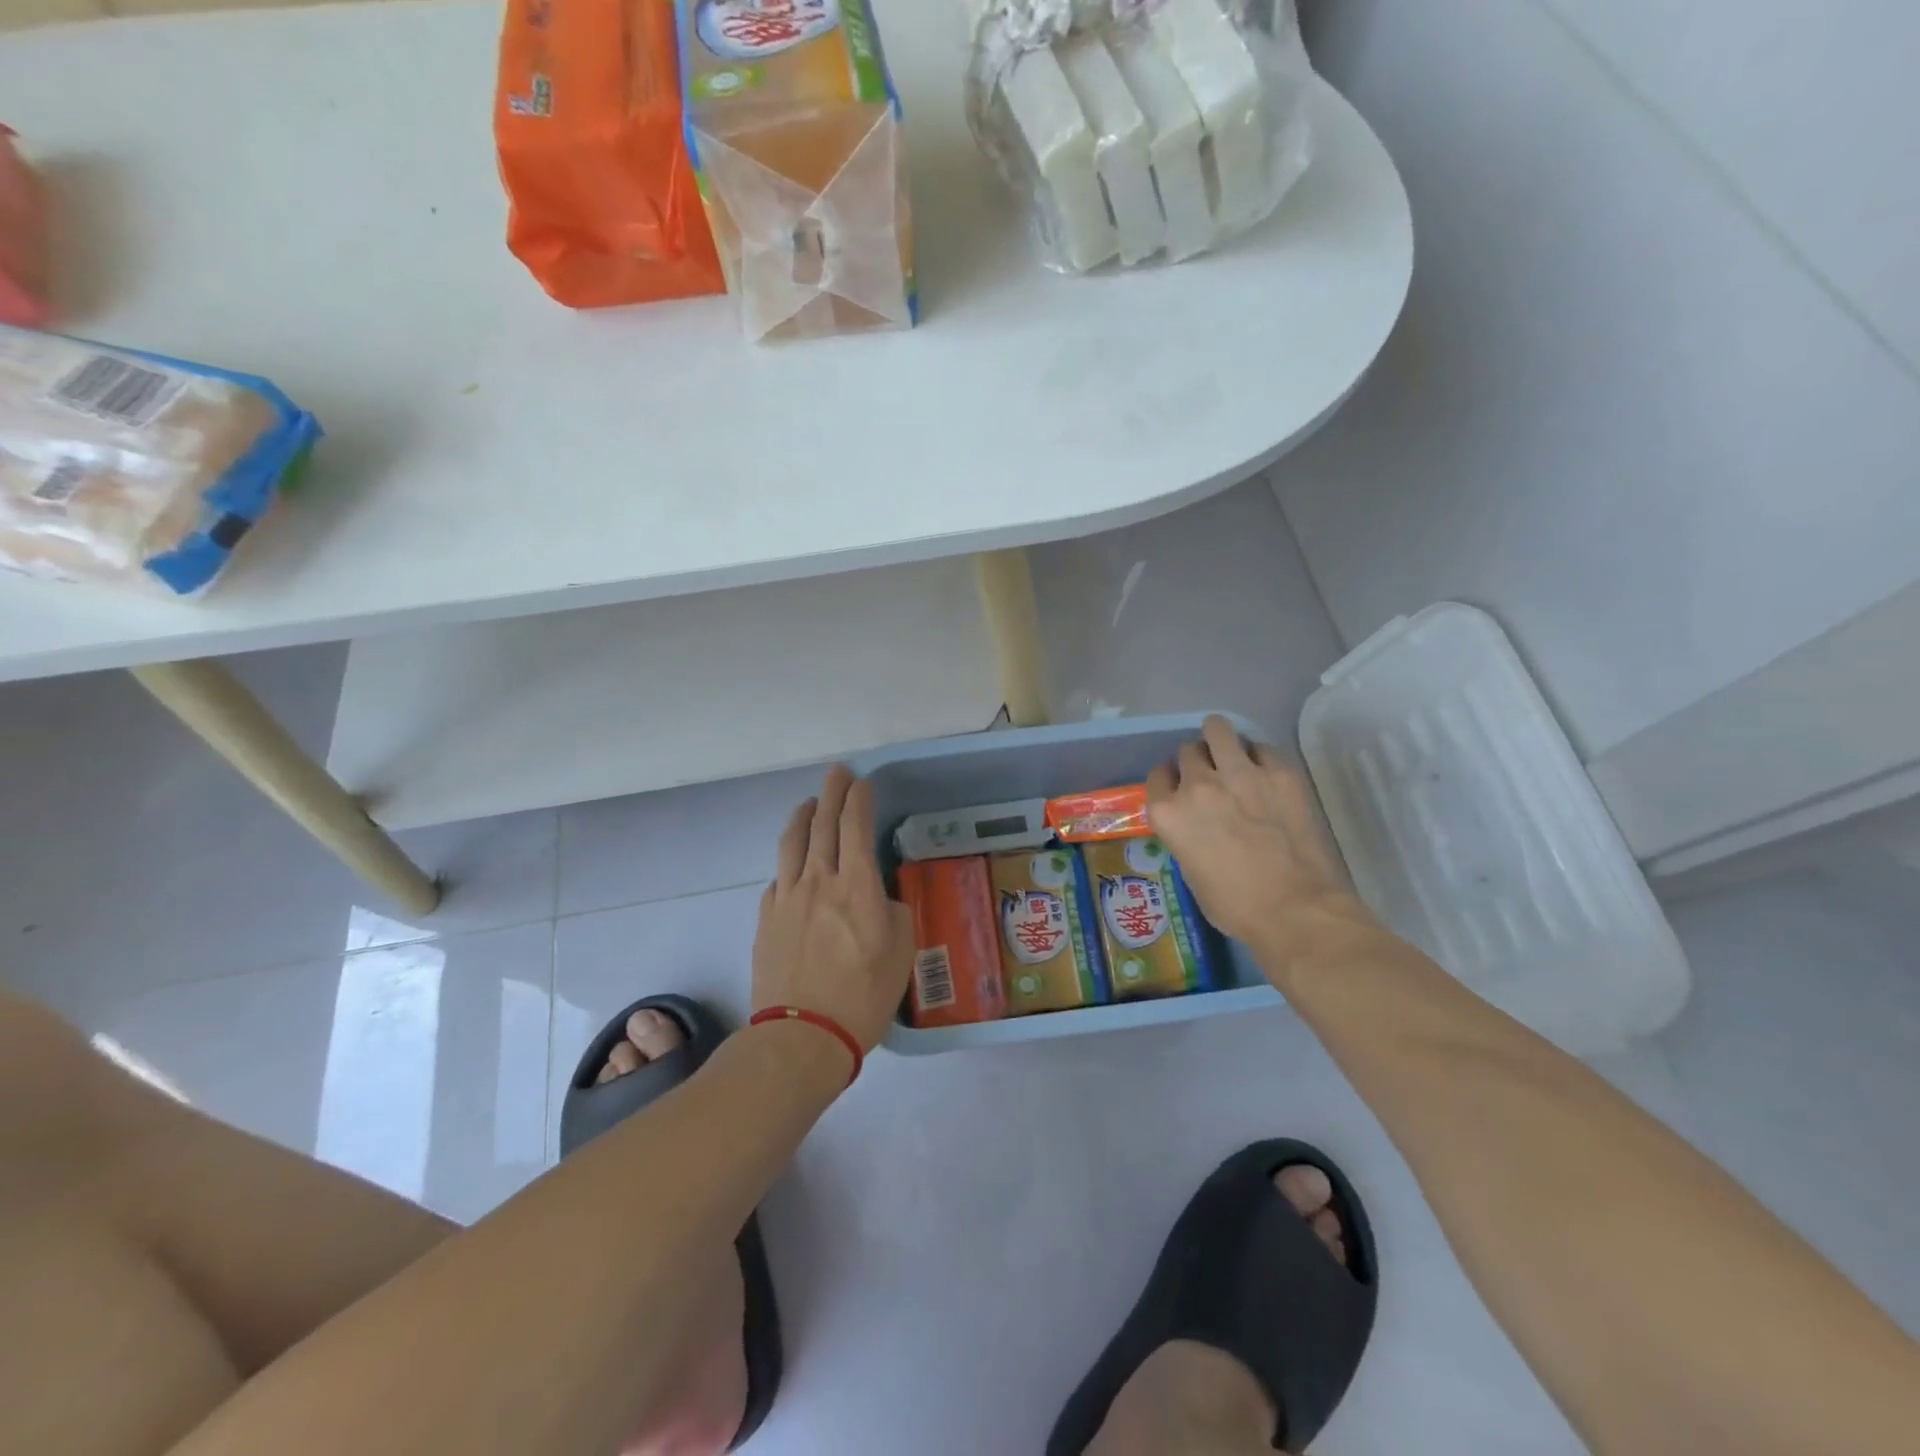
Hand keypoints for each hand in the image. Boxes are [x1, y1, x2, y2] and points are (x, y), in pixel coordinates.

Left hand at [751, 765, 914, 1056]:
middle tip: (837, 773)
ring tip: (809, 803)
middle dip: (832, 792)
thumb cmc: (863, 995)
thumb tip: (878, 899)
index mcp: (857, 885)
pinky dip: (788, 860)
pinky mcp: (766, 917)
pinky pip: (778, 876)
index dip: (859, 799)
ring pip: (792, 842)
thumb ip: (893, 913)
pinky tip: (792, 863)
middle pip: (823, 823)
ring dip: (803, 816)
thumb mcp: (901, 952)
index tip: (862, 782)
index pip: (856, 826)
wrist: (802, 1035)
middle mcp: (819, 880)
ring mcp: (787, 896)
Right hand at [1145, 716, 1383, 985]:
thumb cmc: (1234, 905)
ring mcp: (1240, 773)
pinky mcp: (1279, 772)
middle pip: (1187, 751)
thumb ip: (1186, 834)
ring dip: (1220, 739)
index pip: (1158, 775)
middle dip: (1197, 761)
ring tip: (1231, 752)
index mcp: (1168, 813)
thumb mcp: (1190, 871)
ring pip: (1218, 730)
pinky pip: (1261, 748)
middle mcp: (1197, 785)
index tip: (1180, 787)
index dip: (1170, 780)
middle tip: (1212, 777)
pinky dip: (1258, 756)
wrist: (1294, 909)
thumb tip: (1198, 824)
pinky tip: (1265, 773)